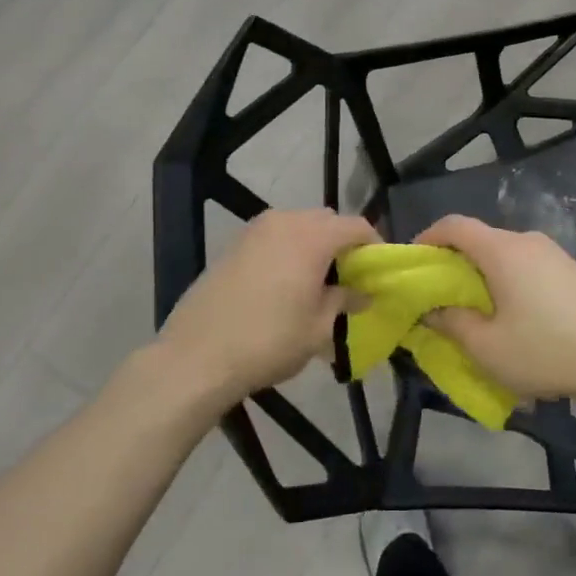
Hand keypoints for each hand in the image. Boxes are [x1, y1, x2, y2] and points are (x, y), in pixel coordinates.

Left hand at [158, 207, 378, 405]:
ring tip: (316, 282)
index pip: (356, 226)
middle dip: (342, 243)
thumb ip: (344, 302)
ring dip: (314, 245)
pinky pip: (274, 237)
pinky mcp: (234, 244)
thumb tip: (360, 293)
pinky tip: (284, 284)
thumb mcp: (318, 328)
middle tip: (348, 278)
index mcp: (312, 237)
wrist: (197, 355)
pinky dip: (288, 250)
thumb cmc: (269, 341)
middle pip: (326, 221)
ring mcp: (254, 230)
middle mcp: (285, 221)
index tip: (379, 271)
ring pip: (298, 226)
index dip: (374, 245)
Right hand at [415, 215, 575, 404]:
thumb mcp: (487, 348)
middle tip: (440, 296)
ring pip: (503, 254)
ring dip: (482, 275)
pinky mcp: (571, 269)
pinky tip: (514, 316)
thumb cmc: (547, 351)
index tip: (414, 263)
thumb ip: (451, 323)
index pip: (454, 225)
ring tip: (476, 312)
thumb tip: (431, 309)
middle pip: (479, 239)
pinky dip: (507, 280)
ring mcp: (553, 252)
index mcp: (502, 250)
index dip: (427, 238)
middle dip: (453, 263)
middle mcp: (526, 240)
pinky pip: (525, 265)